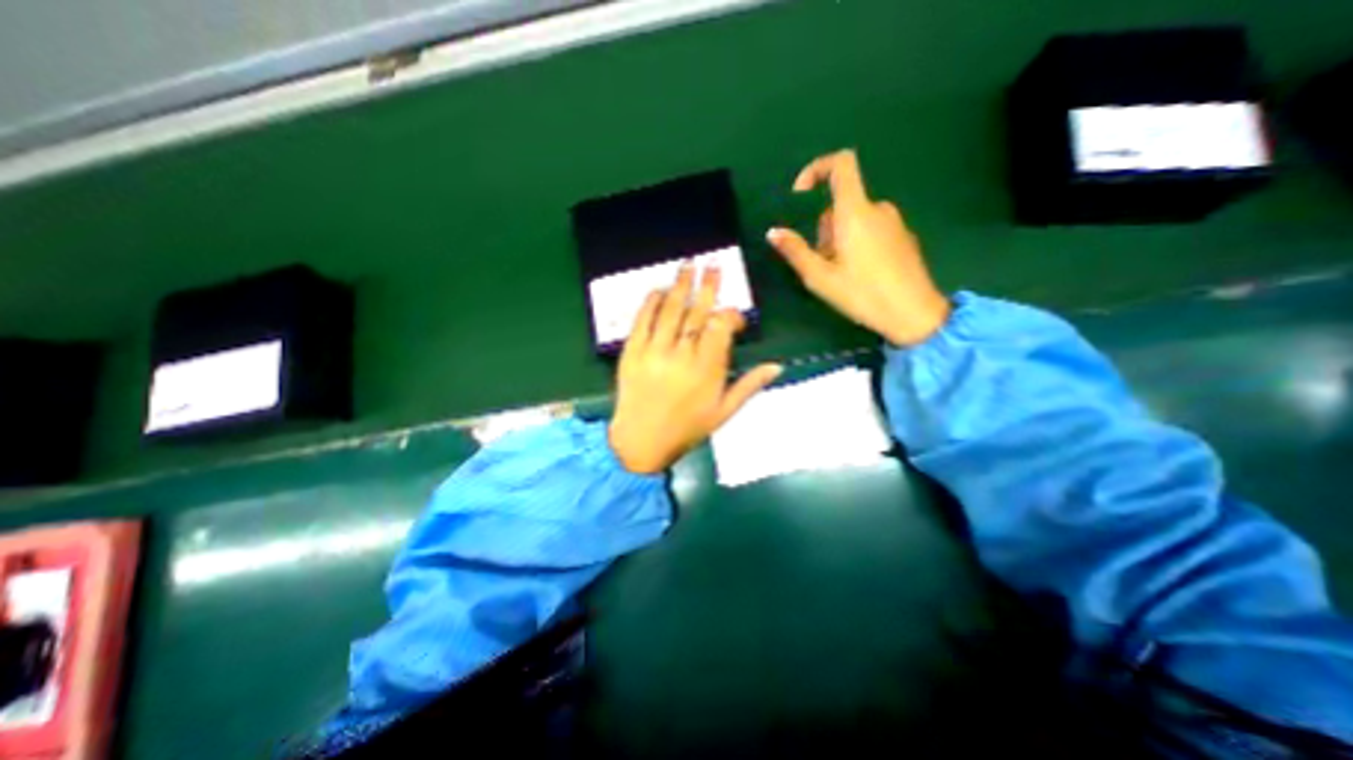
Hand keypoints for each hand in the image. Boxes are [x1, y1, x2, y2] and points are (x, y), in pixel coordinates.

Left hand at [612, 264, 790, 472]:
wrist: (641, 441)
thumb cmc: (687, 428)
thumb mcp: (724, 412)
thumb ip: (749, 386)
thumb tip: (777, 366)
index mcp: (707, 369)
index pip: (721, 327)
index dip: (730, 314)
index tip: (735, 315)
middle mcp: (681, 354)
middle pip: (697, 311)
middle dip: (708, 286)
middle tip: (713, 264)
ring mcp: (654, 350)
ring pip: (671, 309)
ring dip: (681, 285)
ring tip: (688, 265)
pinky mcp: (632, 351)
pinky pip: (642, 319)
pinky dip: (651, 302)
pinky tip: (659, 289)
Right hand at [771, 146, 948, 346]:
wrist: (913, 313)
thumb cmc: (862, 294)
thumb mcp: (819, 277)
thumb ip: (795, 251)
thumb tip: (773, 232)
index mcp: (855, 212)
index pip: (841, 164)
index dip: (817, 169)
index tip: (800, 195)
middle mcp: (877, 208)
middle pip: (841, 204)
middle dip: (823, 229)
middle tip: (822, 264)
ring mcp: (894, 222)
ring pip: (854, 220)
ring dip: (839, 240)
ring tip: (840, 274)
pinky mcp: (902, 237)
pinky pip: (871, 230)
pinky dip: (857, 244)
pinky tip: (860, 275)